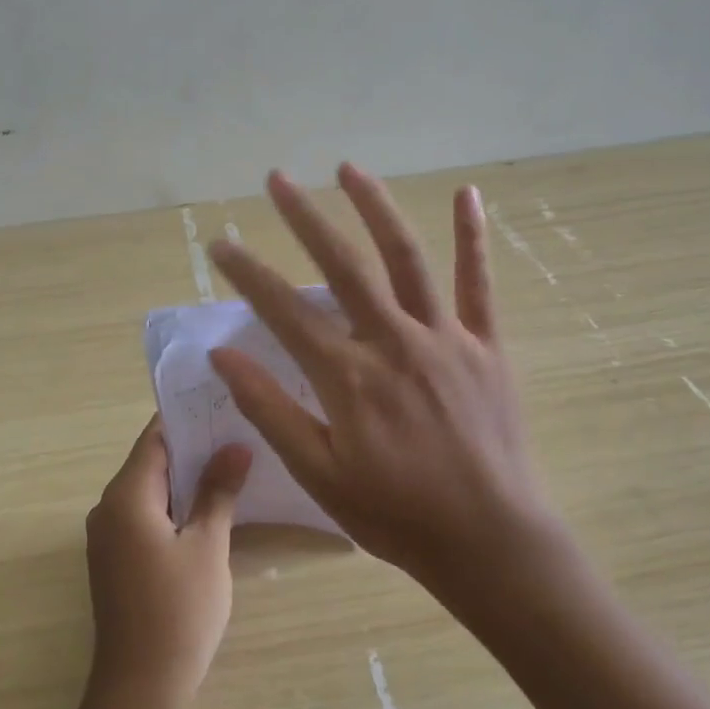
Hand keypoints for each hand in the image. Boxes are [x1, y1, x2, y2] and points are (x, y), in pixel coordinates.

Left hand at [84, 416, 252, 708]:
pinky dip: (174, 505)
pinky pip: (145, 516)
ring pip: (150, 491)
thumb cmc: (178, 611)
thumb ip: (218, 491)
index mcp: (125, 497)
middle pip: (151, 462)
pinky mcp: (116, 560)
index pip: (155, 439)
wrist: (140, 687)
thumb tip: (235, 445)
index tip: (222, 402)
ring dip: (186, 478)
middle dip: (192, 447)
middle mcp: (108, 508)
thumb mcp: (208, 546)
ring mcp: (108, 536)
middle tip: (238, 430)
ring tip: (232, 462)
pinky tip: (210, 506)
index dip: (186, 418)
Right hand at [206, 164, 569, 606]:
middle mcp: (395, 342)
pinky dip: (473, 237)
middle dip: (305, 217)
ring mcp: (446, 338)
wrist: (489, 539)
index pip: (284, 311)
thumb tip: (223, 356)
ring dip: (376, 208)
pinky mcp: (488, 346)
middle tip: (276, 178)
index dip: (247, 273)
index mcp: (349, 376)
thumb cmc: (396, 514)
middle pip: (343, 265)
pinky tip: (467, 194)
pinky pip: (479, 283)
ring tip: (348, 168)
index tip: (219, 244)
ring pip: (407, 258)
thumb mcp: (318, 474)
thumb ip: (270, 410)